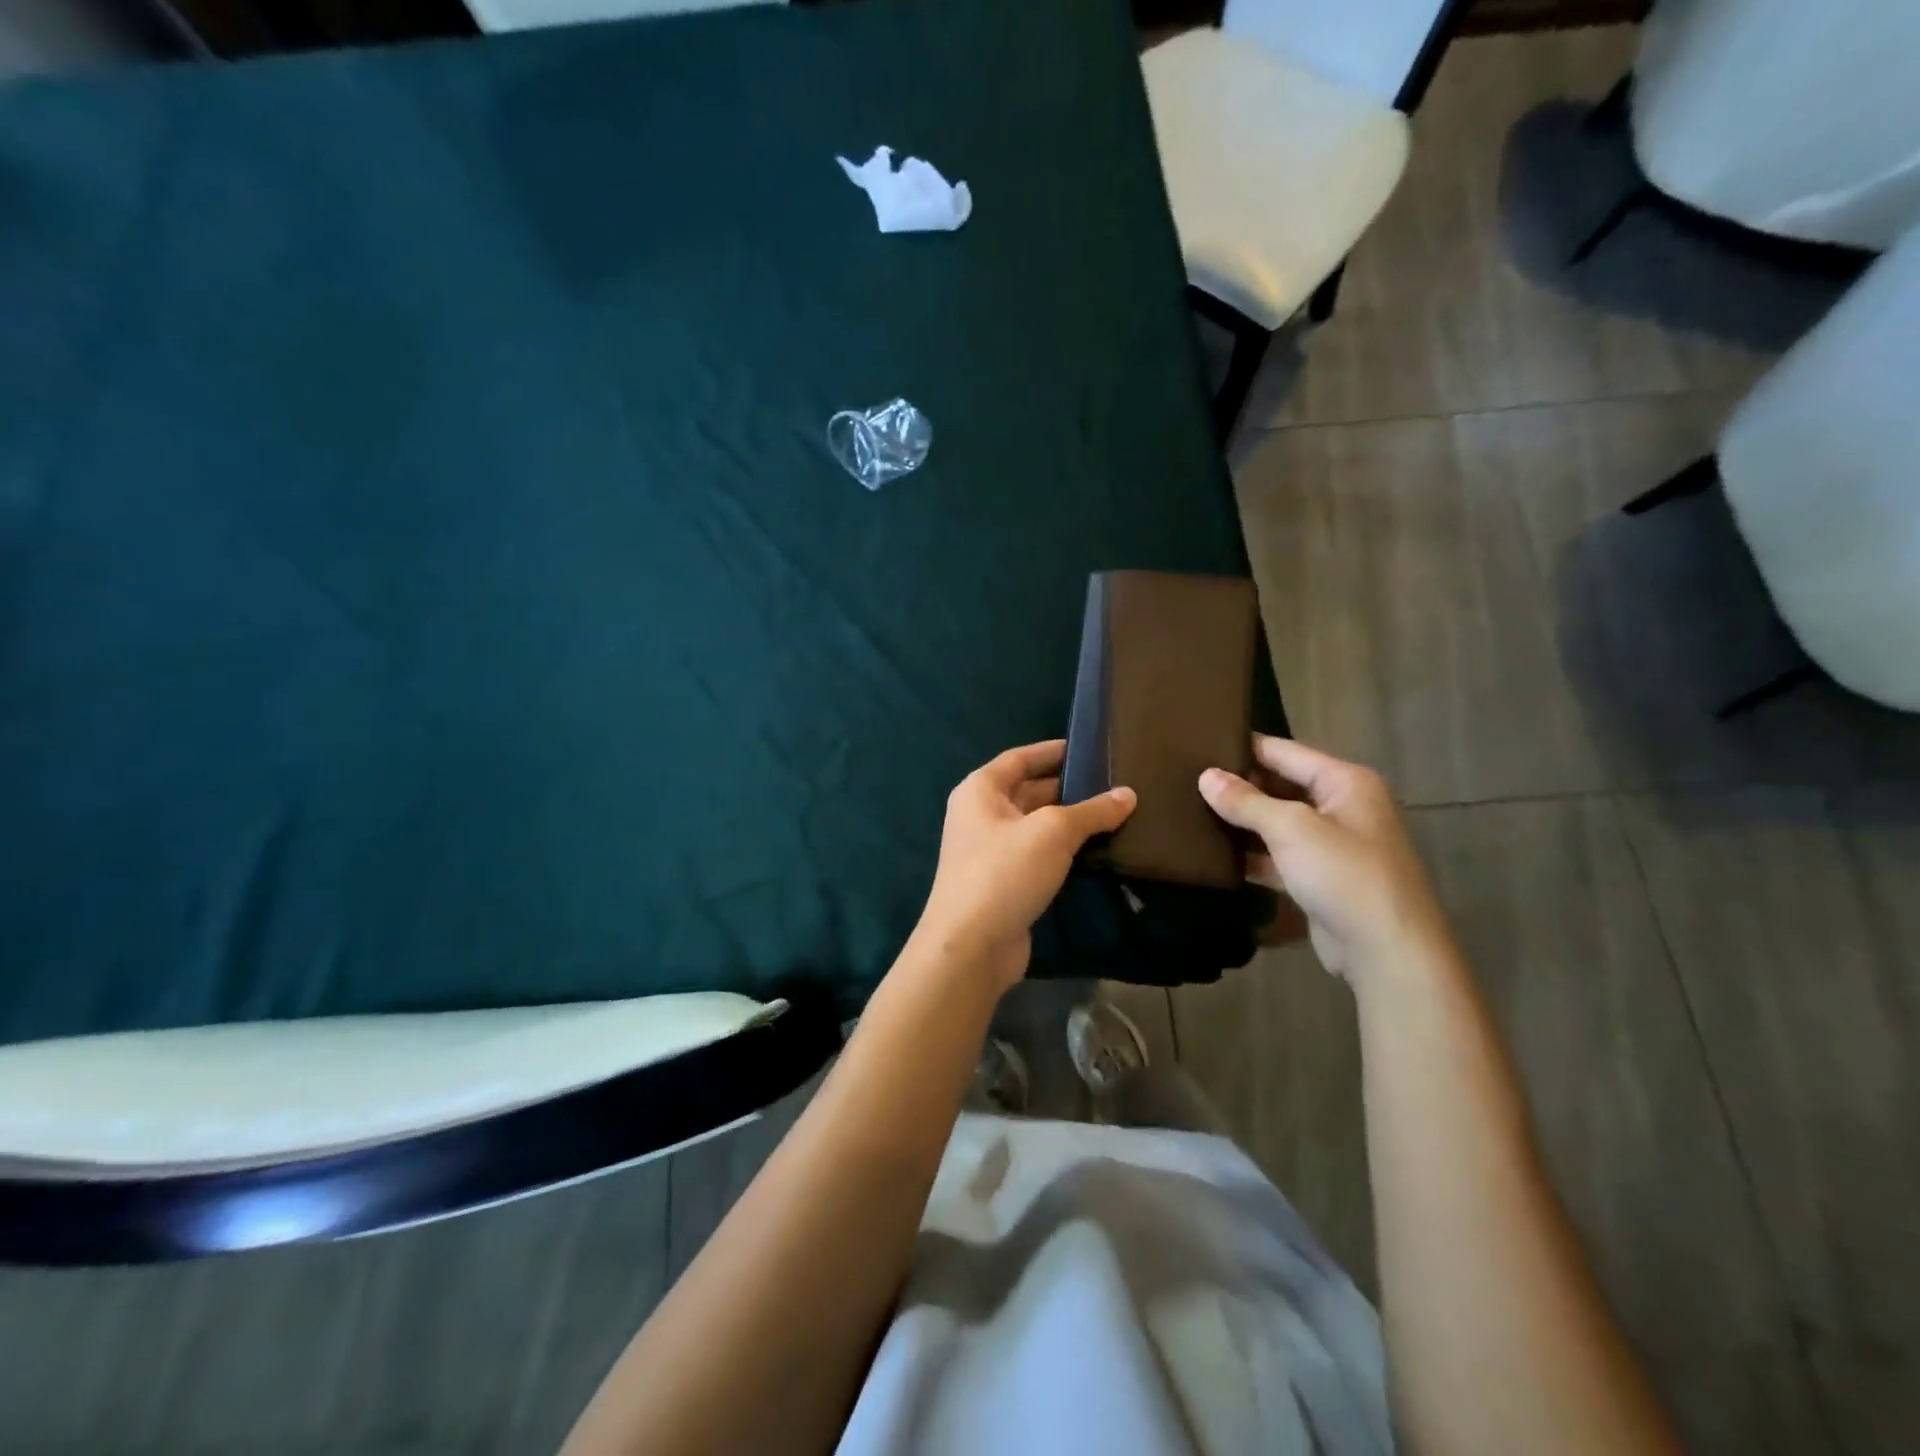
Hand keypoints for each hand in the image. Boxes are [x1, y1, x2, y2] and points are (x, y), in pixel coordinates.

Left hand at [911, 740, 1135, 992]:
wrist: (971, 946)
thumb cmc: (1005, 872)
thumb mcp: (1053, 832)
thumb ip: (1092, 811)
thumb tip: (1128, 794)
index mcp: (981, 790)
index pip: (1020, 758)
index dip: (1052, 751)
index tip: (1087, 747)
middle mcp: (980, 815)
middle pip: (1028, 790)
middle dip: (1067, 787)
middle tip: (1113, 783)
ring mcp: (990, 851)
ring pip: (1036, 826)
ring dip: (1069, 821)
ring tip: (1114, 813)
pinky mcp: (1003, 882)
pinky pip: (1037, 854)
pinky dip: (1063, 850)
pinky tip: (1095, 851)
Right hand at [1198, 736, 1454, 986]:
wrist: (1387, 952)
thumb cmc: (1344, 875)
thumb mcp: (1291, 829)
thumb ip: (1246, 801)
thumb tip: (1206, 776)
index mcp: (1344, 782)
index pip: (1282, 751)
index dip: (1241, 747)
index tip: (1196, 746)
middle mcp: (1340, 806)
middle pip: (1279, 785)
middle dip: (1237, 786)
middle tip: (1184, 781)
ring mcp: (1330, 844)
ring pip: (1276, 822)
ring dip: (1240, 822)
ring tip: (1189, 811)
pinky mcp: (1318, 877)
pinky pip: (1277, 855)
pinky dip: (1250, 854)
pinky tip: (1213, 854)